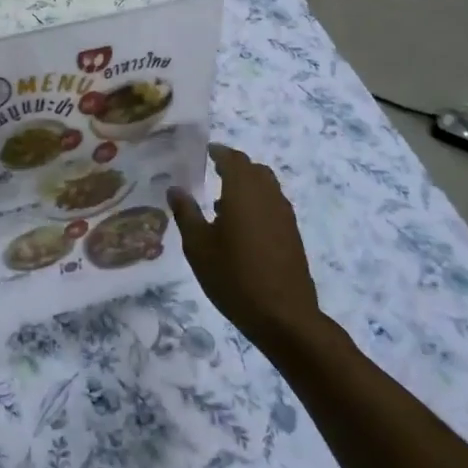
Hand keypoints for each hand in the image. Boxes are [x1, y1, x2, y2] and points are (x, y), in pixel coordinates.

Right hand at [167, 144, 318, 340]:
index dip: (220, 152)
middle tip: (213, 171)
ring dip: (248, 185)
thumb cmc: (233, 276)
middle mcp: (268, 197)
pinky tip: (241, 226)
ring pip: (267, 187)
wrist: (283, 316)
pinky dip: (258, 203)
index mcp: (244, 192)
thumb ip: (186, 213)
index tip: (206, 151)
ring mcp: (284, 216)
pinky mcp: (292, 235)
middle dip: (235, 166)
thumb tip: (175, 188)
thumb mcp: (198, 246)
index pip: (234, 160)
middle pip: (254, 170)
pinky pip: (273, 205)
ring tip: (223, 201)